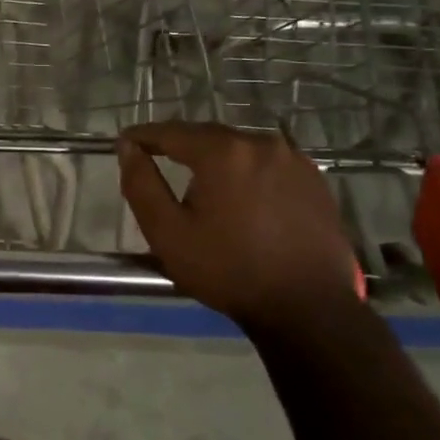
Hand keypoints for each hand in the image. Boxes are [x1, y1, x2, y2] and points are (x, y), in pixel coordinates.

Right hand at [117, 122, 357, 325]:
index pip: (172, 132)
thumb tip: (127, 147)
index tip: (125, 141)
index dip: (144, 135)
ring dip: (215, 159)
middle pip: (208, 136)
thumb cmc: (228, 269)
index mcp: (223, 152)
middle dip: (180, 146)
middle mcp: (261, 144)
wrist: (308, 307)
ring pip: (240, 149)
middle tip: (156, 158)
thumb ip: (141, 184)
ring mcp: (294, 161)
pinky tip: (239, 195)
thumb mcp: (168, 232)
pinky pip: (267, 164)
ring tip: (198, 182)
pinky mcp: (314, 181)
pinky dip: (246, 172)